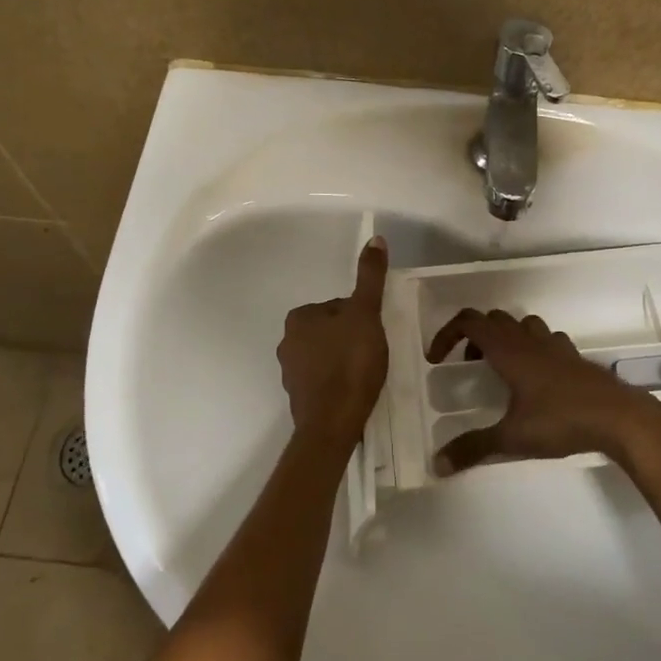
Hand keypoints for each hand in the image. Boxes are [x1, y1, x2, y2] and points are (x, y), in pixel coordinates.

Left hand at [277, 237, 390, 447]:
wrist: (333, 423)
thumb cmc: (350, 363)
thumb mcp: (365, 314)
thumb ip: (369, 277)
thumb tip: (374, 238)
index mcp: (298, 317)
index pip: (338, 306)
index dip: (361, 318)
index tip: (374, 333)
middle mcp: (286, 341)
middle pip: (332, 330)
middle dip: (351, 338)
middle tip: (373, 354)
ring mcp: (290, 372)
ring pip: (327, 355)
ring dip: (345, 360)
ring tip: (367, 374)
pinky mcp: (299, 397)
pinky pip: (324, 379)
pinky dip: (338, 381)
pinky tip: (354, 390)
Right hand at [424, 309, 660, 472]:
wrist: (618, 417)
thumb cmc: (560, 420)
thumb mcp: (511, 438)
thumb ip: (473, 448)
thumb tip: (438, 463)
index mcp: (507, 349)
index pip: (469, 322)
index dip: (447, 334)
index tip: (437, 359)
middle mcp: (528, 339)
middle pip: (493, 319)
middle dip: (474, 336)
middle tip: (467, 365)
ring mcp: (554, 345)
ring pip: (522, 324)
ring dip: (504, 337)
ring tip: (500, 368)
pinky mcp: (574, 356)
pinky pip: (546, 340)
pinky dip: (532, 348)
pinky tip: (536, 378)